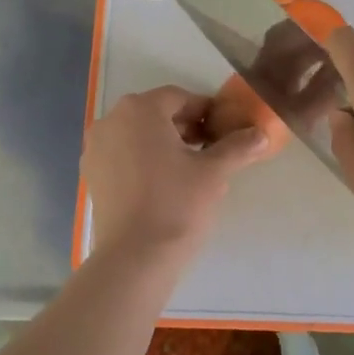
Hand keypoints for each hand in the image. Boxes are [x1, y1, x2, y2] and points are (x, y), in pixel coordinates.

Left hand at [83, 86, 268, 250]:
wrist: (135, 256)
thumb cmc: (177, 203)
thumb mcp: (215, 172)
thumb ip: (238, 146)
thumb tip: (261, 134)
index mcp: (140, 109)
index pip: (179, 98)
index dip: (206, 112)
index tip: (224, 131)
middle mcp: (111, 120)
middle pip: (156, 114)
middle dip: (185, 127)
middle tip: (211, 150)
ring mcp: (96, 148)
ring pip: (137, 134)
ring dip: (164, 143)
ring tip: (190, 168)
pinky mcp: (92, 174)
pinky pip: (122, 154)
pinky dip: (143, 159)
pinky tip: (164, 183)